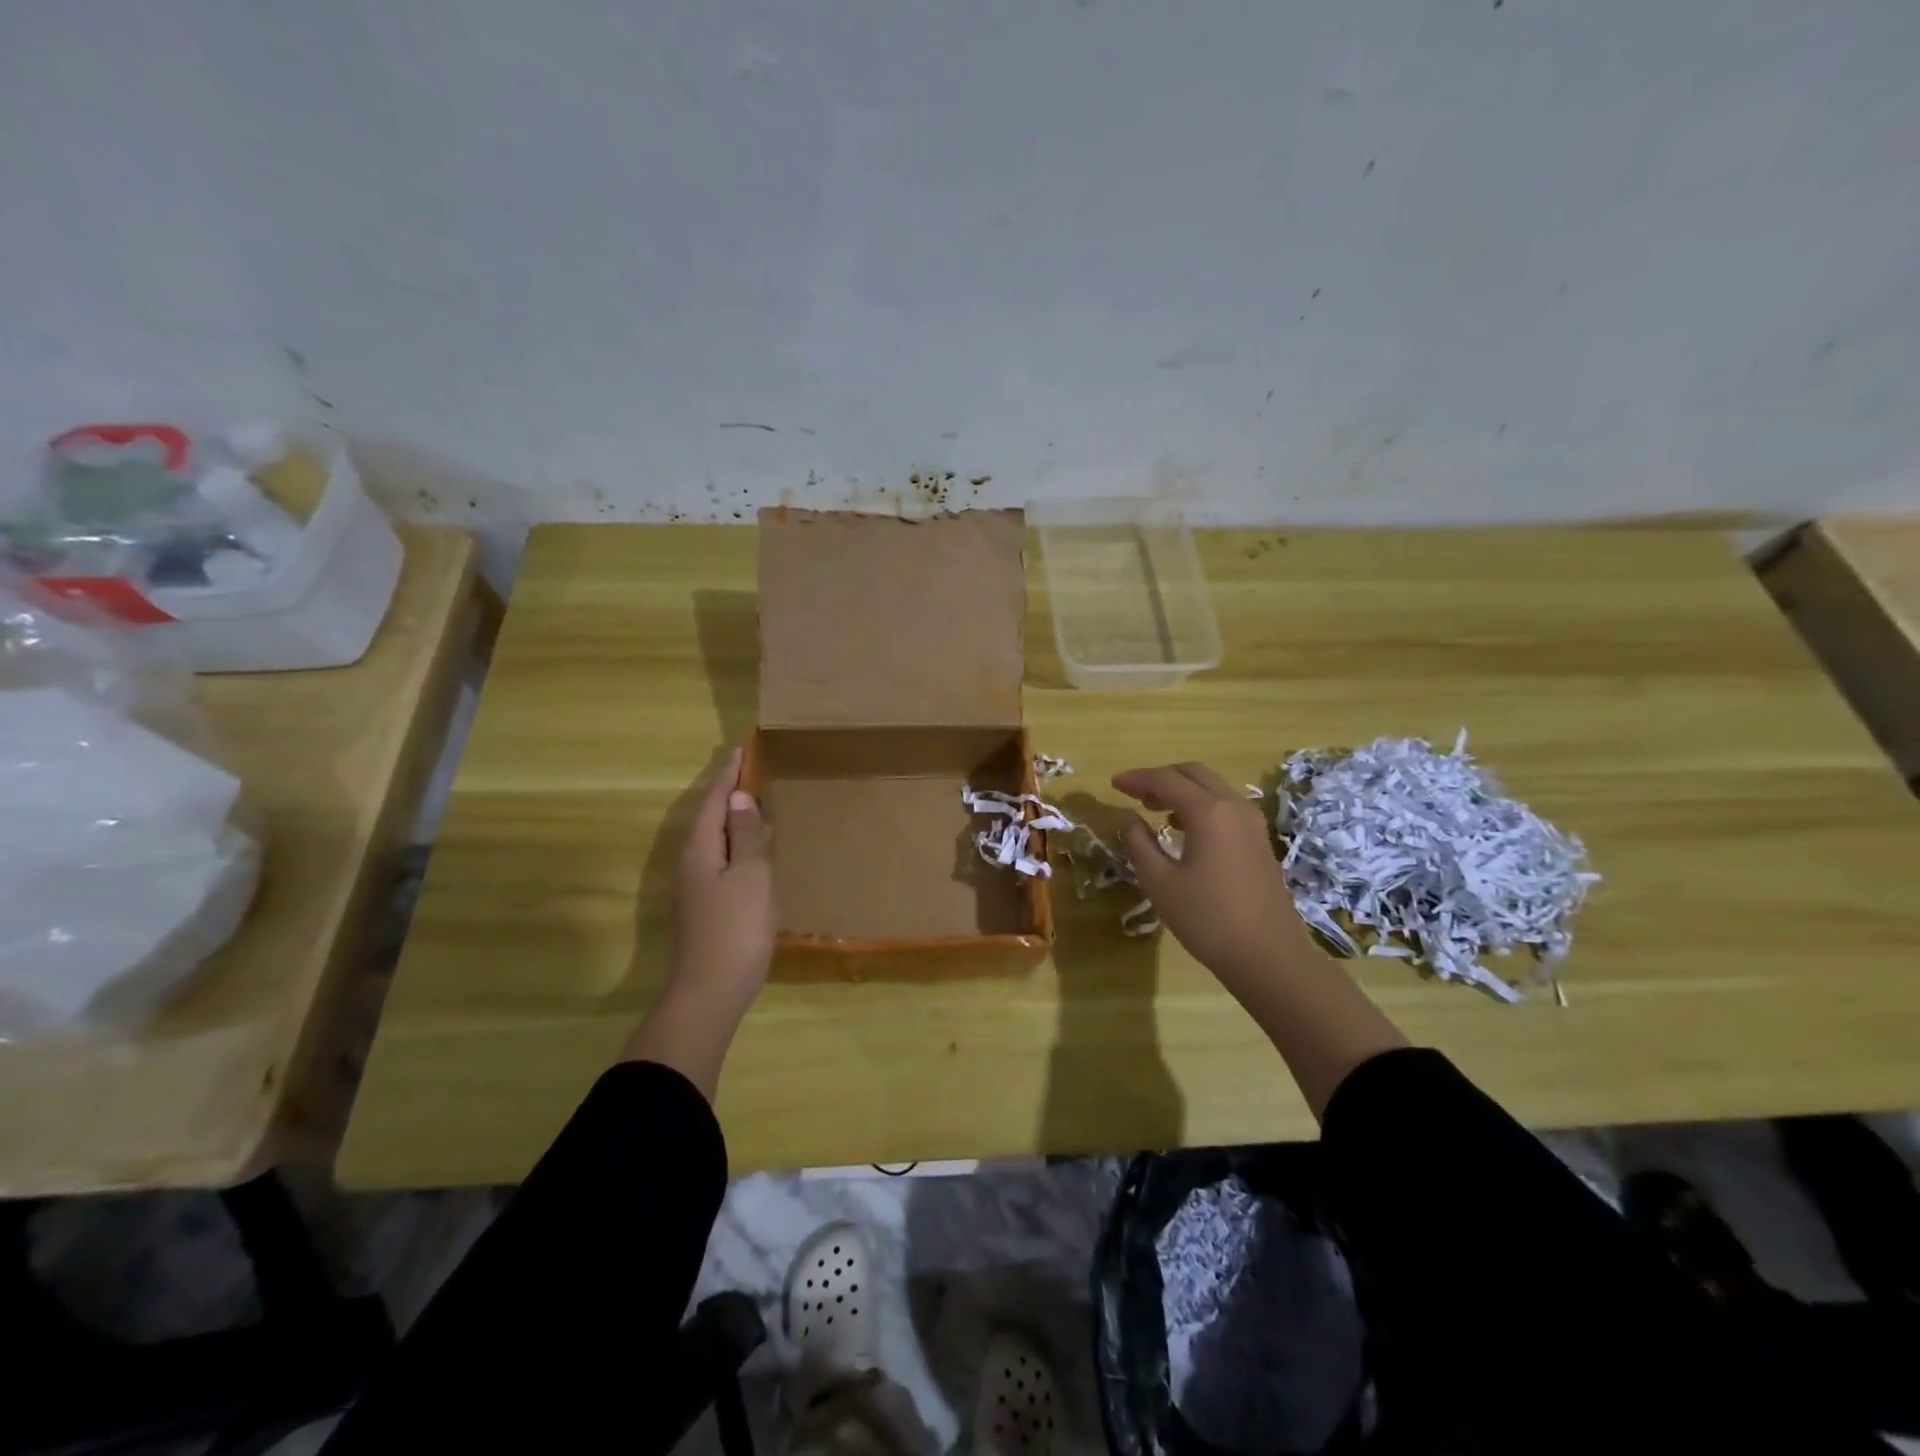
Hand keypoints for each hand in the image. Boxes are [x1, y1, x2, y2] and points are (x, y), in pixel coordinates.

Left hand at [626, 748, 774, 1094]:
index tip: (741, 749)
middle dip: (726, 791)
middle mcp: (690, 862)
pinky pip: (719, 858)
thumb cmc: (736, 928)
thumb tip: (739, 797)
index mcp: (700, 848)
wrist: (710, 992)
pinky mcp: (704, 905)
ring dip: (730, 817)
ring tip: (752, 801)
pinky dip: (735, 842)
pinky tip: (751, 848)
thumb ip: (745, 835)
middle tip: (747, 769)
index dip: (728, 774)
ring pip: (713, 839)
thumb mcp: (750, 875)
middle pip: (709, 816)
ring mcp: (694, 886)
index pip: (715, 799)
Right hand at [1112, 762, 1316, 991]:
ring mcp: (1252, 823)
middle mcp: (1234, 807)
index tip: (1113, 784)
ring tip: (1154, 808)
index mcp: (1208, 812)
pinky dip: (1200, 805)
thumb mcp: (1160, 882)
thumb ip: (1139, 843)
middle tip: (1134, 793)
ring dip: (1182, 790)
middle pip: (1193, 774)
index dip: (1137, 779)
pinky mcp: (1259, 840)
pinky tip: (1183, 828)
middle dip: (1161, 777)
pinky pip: (1225, 806)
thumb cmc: (1207, 919)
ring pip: (1212, 788)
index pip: (1166, 780)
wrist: (1268, 957)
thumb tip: (1128, 818)